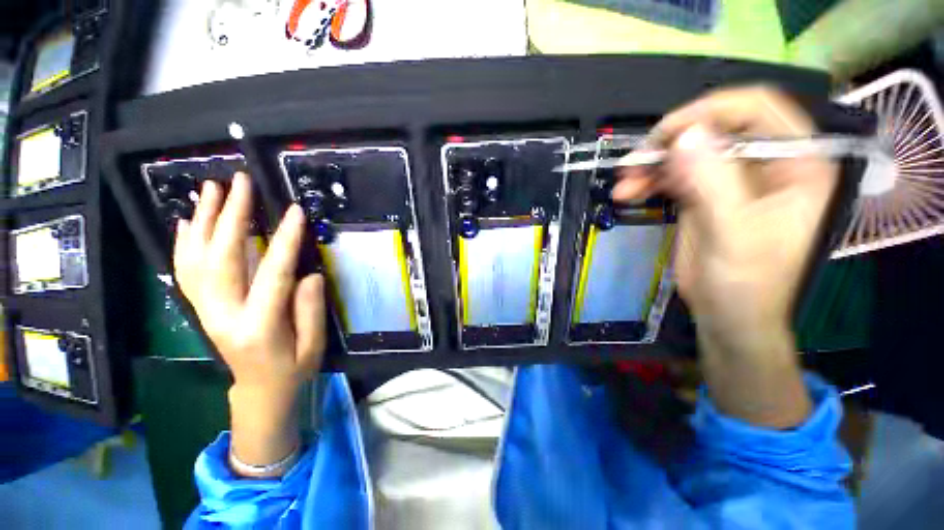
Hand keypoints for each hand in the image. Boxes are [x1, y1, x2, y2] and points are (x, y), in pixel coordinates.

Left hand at [174, 172, 325, 471]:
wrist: (257, 390)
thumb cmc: (292, 369)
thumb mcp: (313, 346)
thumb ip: (310, 309)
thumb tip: (309, 273)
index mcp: (258, 327)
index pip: (272, 275)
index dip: (284, 240)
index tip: (296, 211)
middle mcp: (223, 315)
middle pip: (221, 258)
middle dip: (231, 216)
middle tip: (240, 183)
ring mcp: (205, 310)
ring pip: (196, 259)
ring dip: (203, 220)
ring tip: (210, 189)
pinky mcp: (201, 307)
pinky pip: (185, 271)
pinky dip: (184, 243)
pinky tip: (188, 221)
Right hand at [613, 87, 838, 427]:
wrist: (728, 314)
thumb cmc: (746, 282)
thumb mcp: (734, 234)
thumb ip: (714, 183)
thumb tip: (685, 137)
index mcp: (794, 163)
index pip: (756, 108)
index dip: (710, 111)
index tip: (665, 136)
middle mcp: (764, 162)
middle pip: (714, 127)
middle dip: (670, 142)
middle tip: (635, 163)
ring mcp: (731, 177)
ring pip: (687, 151)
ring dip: (652, 164)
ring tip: (624, 184)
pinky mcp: (703, 193)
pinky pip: (673, 174)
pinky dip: (649, 180)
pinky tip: (629, 193)